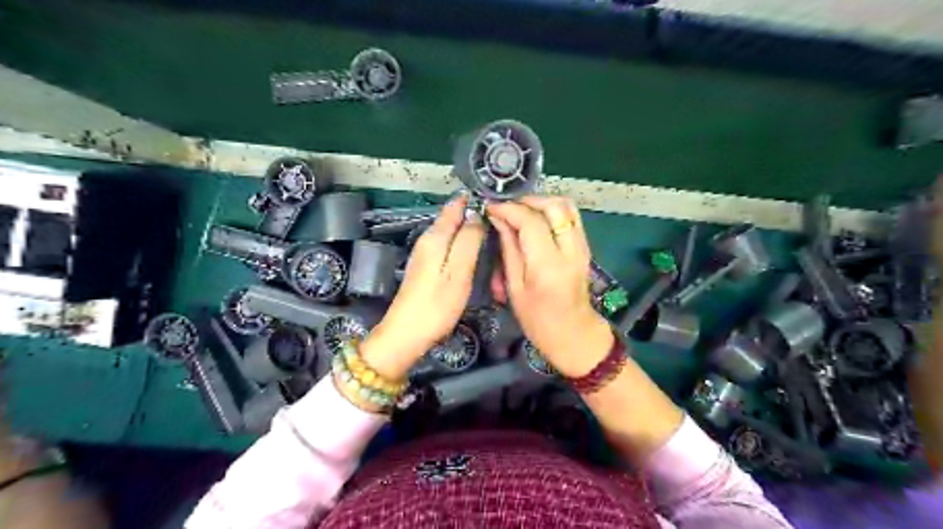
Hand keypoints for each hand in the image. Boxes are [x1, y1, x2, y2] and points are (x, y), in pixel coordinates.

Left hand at [357, 194, 481, 379]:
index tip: (498, 198)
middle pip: (452, 217)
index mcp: (436, 237)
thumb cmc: (436, 305)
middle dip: (474, 212)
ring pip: (451, 231)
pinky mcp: (426, 266)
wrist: (406, 334)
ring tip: (493, 227)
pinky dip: (462, 241)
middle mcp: (428, 239)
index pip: (456, 206)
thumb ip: (468, 241)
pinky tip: (474, 248)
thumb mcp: (458, 272)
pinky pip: (447, 244)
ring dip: (469, 227)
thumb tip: (477, 214)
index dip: (475, 199)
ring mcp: (425, 253)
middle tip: (502, 215)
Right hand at [486, 197, 611, 378]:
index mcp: (548, 266)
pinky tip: (536, 219)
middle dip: (527, 200)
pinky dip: (552, 210)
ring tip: (521, 211)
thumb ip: (509, 249)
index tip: (491, 208)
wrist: (574, 333)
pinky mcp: (585, 247)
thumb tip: (499, 219)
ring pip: (567, 206)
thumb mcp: (515, 287)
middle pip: (554, 206)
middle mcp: (570, 250)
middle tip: (507, 208)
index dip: (509, 209)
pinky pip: (571, 216)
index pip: (531, 222)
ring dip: (542, 202)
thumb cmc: (538, 319)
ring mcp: (582, 247)